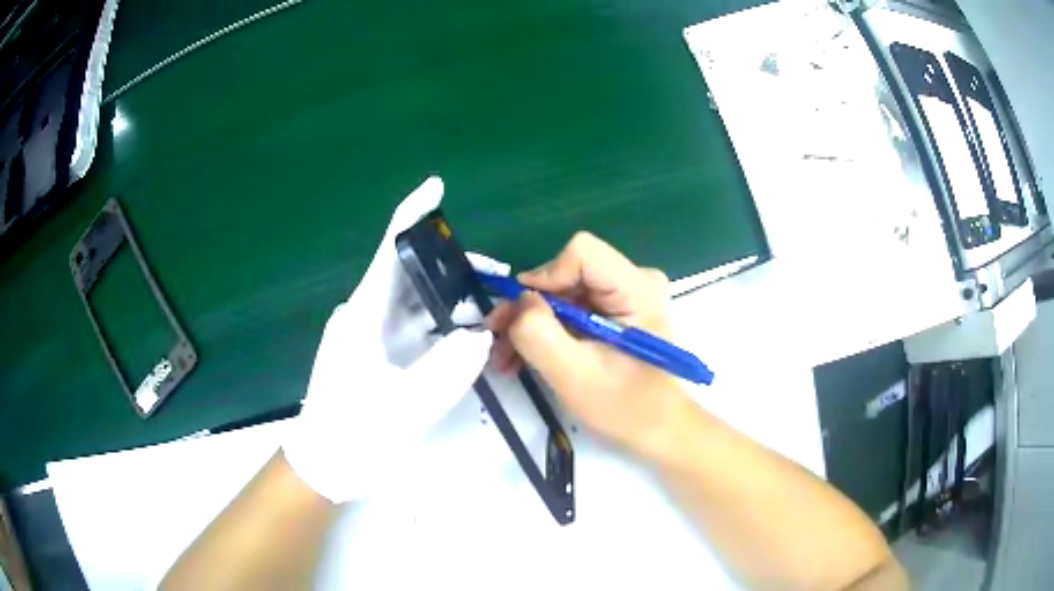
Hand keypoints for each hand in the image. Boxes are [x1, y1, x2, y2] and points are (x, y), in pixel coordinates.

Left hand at [283, 176, 492, 503]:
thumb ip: (447, 369)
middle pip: (407, 273)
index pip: (389, 252)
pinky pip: (411, 324)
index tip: (435, 187)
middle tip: (496, 273)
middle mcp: (363, 314)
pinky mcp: (375, 352)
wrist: (324, 464)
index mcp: (362, 316)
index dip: (411, 215)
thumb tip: (482, 335)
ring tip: (489, 302)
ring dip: (448, 296)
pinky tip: (465, 331)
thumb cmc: (354, 434)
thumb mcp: (405, 406)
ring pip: (412, 299)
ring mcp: (368, 333)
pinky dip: (440, 322)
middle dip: (450, 265)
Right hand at [487, 232, 689, 457]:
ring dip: (530, 323)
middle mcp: (633, 280)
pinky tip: (523, 356)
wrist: (655, 429)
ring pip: (562, 290)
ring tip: (506, 357)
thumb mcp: (574, 375)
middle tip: (499, 340)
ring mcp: (624, 294)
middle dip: (529, 307)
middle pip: (567, 272)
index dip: (545, 279)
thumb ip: (539, 333)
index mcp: (637, 288)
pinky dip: (545, 330)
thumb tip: (518, 301)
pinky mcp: (614, 309)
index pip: (582, 252)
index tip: (522, 317)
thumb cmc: (625, 407)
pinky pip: (569, 306)